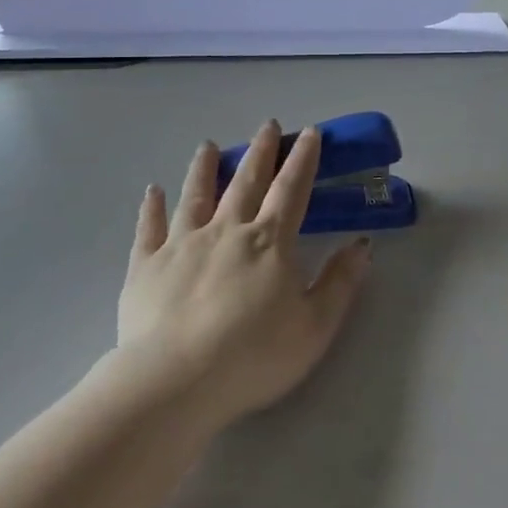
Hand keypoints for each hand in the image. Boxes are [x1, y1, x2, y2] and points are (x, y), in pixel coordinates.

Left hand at [118, 122, 370, 430]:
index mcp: (269, 242)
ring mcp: (182, 244)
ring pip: (196, 195)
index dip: (302, 159)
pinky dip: (152, 207)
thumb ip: (340, 282)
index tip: (308, 133)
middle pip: (246, 182)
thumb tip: (362, 244)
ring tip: (208, 145)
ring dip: (205, 167)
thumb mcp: (315, 326)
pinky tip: (153, 191)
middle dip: (260, 152)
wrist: (175, 382)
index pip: (291, 190)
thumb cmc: (253, 356)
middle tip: (267, 125)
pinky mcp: (146, 266)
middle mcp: (226, 230)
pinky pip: (149, 228)